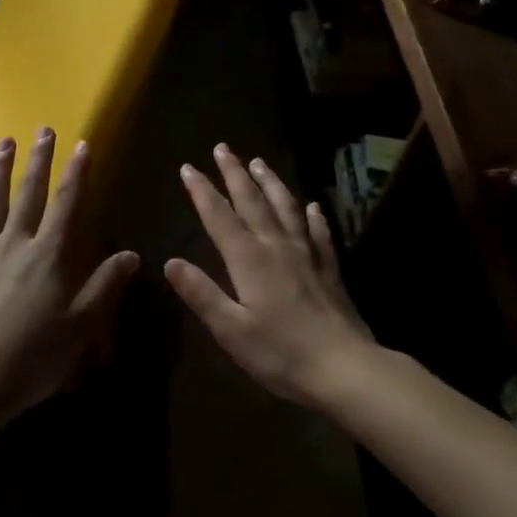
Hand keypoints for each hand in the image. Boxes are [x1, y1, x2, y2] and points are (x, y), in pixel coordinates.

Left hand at [0, 129, 139, 419]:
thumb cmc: (32, 358)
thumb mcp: (80, 326)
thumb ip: (105, 287)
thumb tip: (133, 254)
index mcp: (48, 256)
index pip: (67, 205)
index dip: (77, 174)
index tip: (82, 144)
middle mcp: (14, 245)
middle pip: (29, 196)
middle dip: (38, 162)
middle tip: (42, 130)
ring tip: (3, 143)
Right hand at [164, 144, 375, 406]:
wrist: (345, 368)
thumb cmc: (281, 353)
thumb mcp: (231, 330)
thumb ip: (201, 294)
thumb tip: (170, 262)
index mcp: (249, 259)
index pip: (219, 216)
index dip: (202, 191)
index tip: (188, 167)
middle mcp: (276, 246)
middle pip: (252, 201)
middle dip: (234, 173)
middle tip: (222, 148)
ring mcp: (306, 255)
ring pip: (285, 207)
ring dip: (270, 182)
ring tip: (259, 161)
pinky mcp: (329, 269)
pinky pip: (319, 233)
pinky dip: (313, 216)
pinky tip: (312, 206)